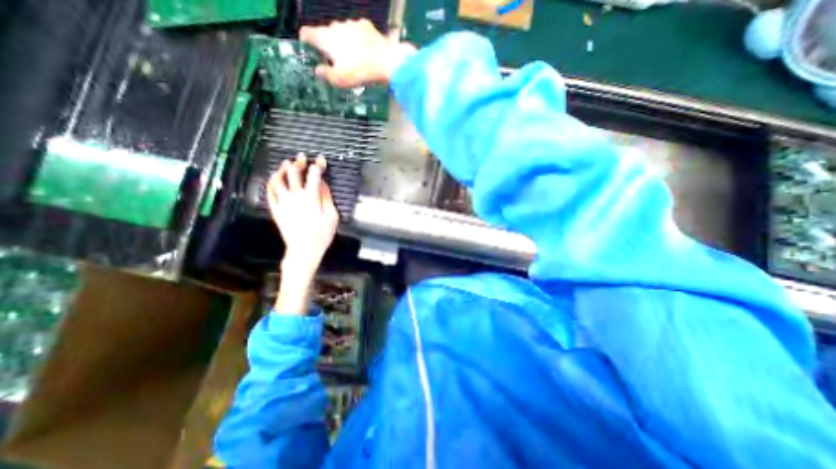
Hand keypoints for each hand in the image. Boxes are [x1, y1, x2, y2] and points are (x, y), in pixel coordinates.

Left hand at [265, 153, 335, 282]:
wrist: (304, 249)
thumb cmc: (322, 235)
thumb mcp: (332, 216)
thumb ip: (327, 198)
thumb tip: (323, 185)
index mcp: (311, 197)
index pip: (314, 175)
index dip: (318, 165)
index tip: (321, 160)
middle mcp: (295, 196)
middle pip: (294, 173)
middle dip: (299, 162)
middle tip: (302, 157)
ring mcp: (283, 202)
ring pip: (278, 180)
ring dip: (282, 169)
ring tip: (286, 164)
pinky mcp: (276, 210)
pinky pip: (269, 192)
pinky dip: (271, 183)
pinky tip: (274, 179)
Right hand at [302, 19, 415, 85]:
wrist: (386, 61)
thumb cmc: (360, 72)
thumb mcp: (340, 80)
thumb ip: (326, 75)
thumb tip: (318, 70)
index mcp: (326, 38)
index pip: (307, 33)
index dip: (305, 41)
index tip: (308, 48)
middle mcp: (336, 26)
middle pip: (325, 32)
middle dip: (327, 44)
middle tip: (334, 60)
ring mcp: (351, 23)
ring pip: (341, 31)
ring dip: (343, 41)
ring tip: (351, 56)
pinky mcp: (366, 25)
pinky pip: (356, 31)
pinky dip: (356, 39)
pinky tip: (363, 50)